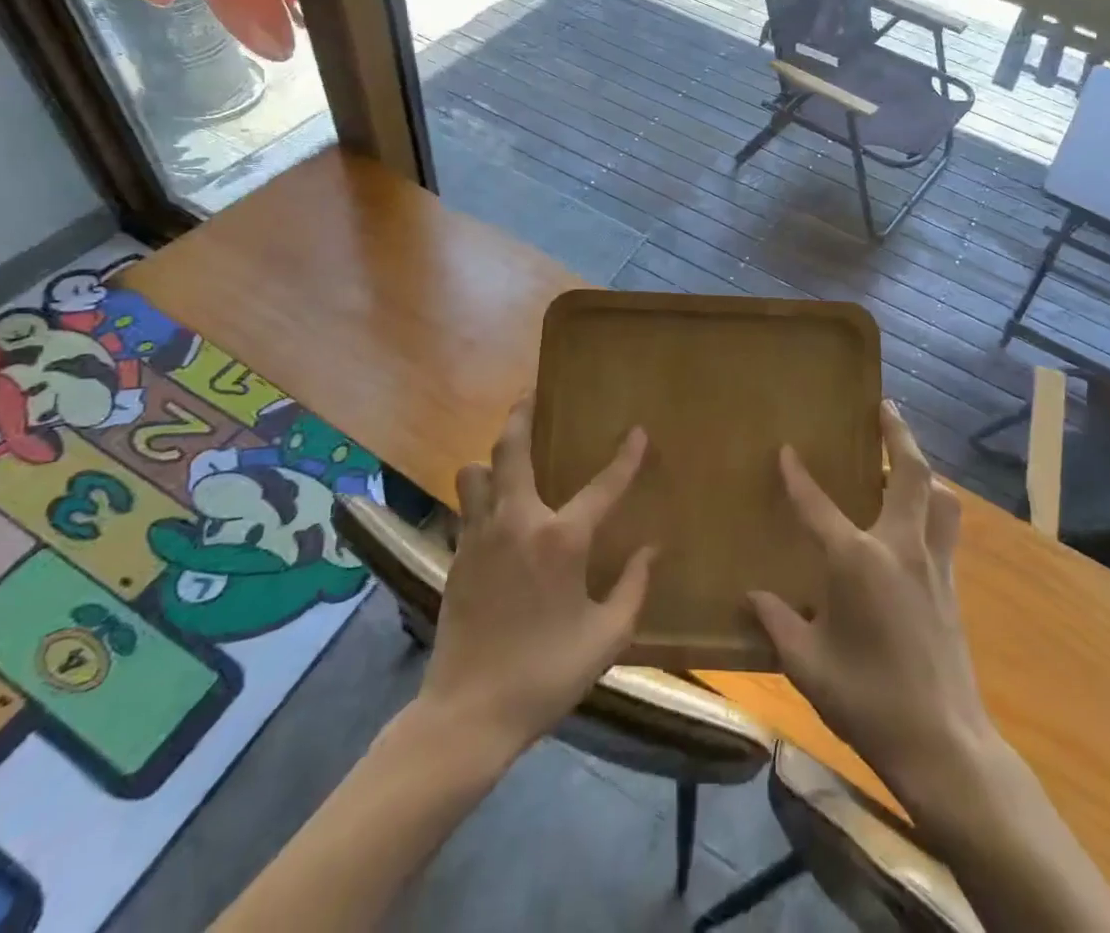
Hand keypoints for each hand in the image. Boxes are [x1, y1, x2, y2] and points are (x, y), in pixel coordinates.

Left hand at [419, 399, 655, 755]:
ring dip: (491, 460)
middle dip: (521, 415)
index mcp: (561, 539)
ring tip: (509, 461)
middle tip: (530, 394)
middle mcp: (517, 522)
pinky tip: (494, 511)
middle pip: (511, 449)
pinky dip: (480, 496)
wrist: (467, 714)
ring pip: (475, 473)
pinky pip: (467, 507)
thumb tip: (653, 549)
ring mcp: (480, 536)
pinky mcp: (457, 556)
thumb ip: (633, 588)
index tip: (637, 432)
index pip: (602, 485)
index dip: (625, 457)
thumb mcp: (606, 638)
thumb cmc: (545, 674)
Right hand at [749, 401, 991, 801]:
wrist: (943, 743)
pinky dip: (933, 507)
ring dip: (924, 470)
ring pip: (939, 497)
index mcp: (857, 561)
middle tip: (884, 406)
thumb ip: (778, 622)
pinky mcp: (951, 585)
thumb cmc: (867, 700)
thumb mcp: (807, 665)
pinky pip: (946, 528)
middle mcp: (900, 547)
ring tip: (905, 460)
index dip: (798, 476)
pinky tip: (919, 520)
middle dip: (897, 434)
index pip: (818, 505)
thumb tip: (752, 595)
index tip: (786, 449)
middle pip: (909, 474)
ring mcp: (933, 564)